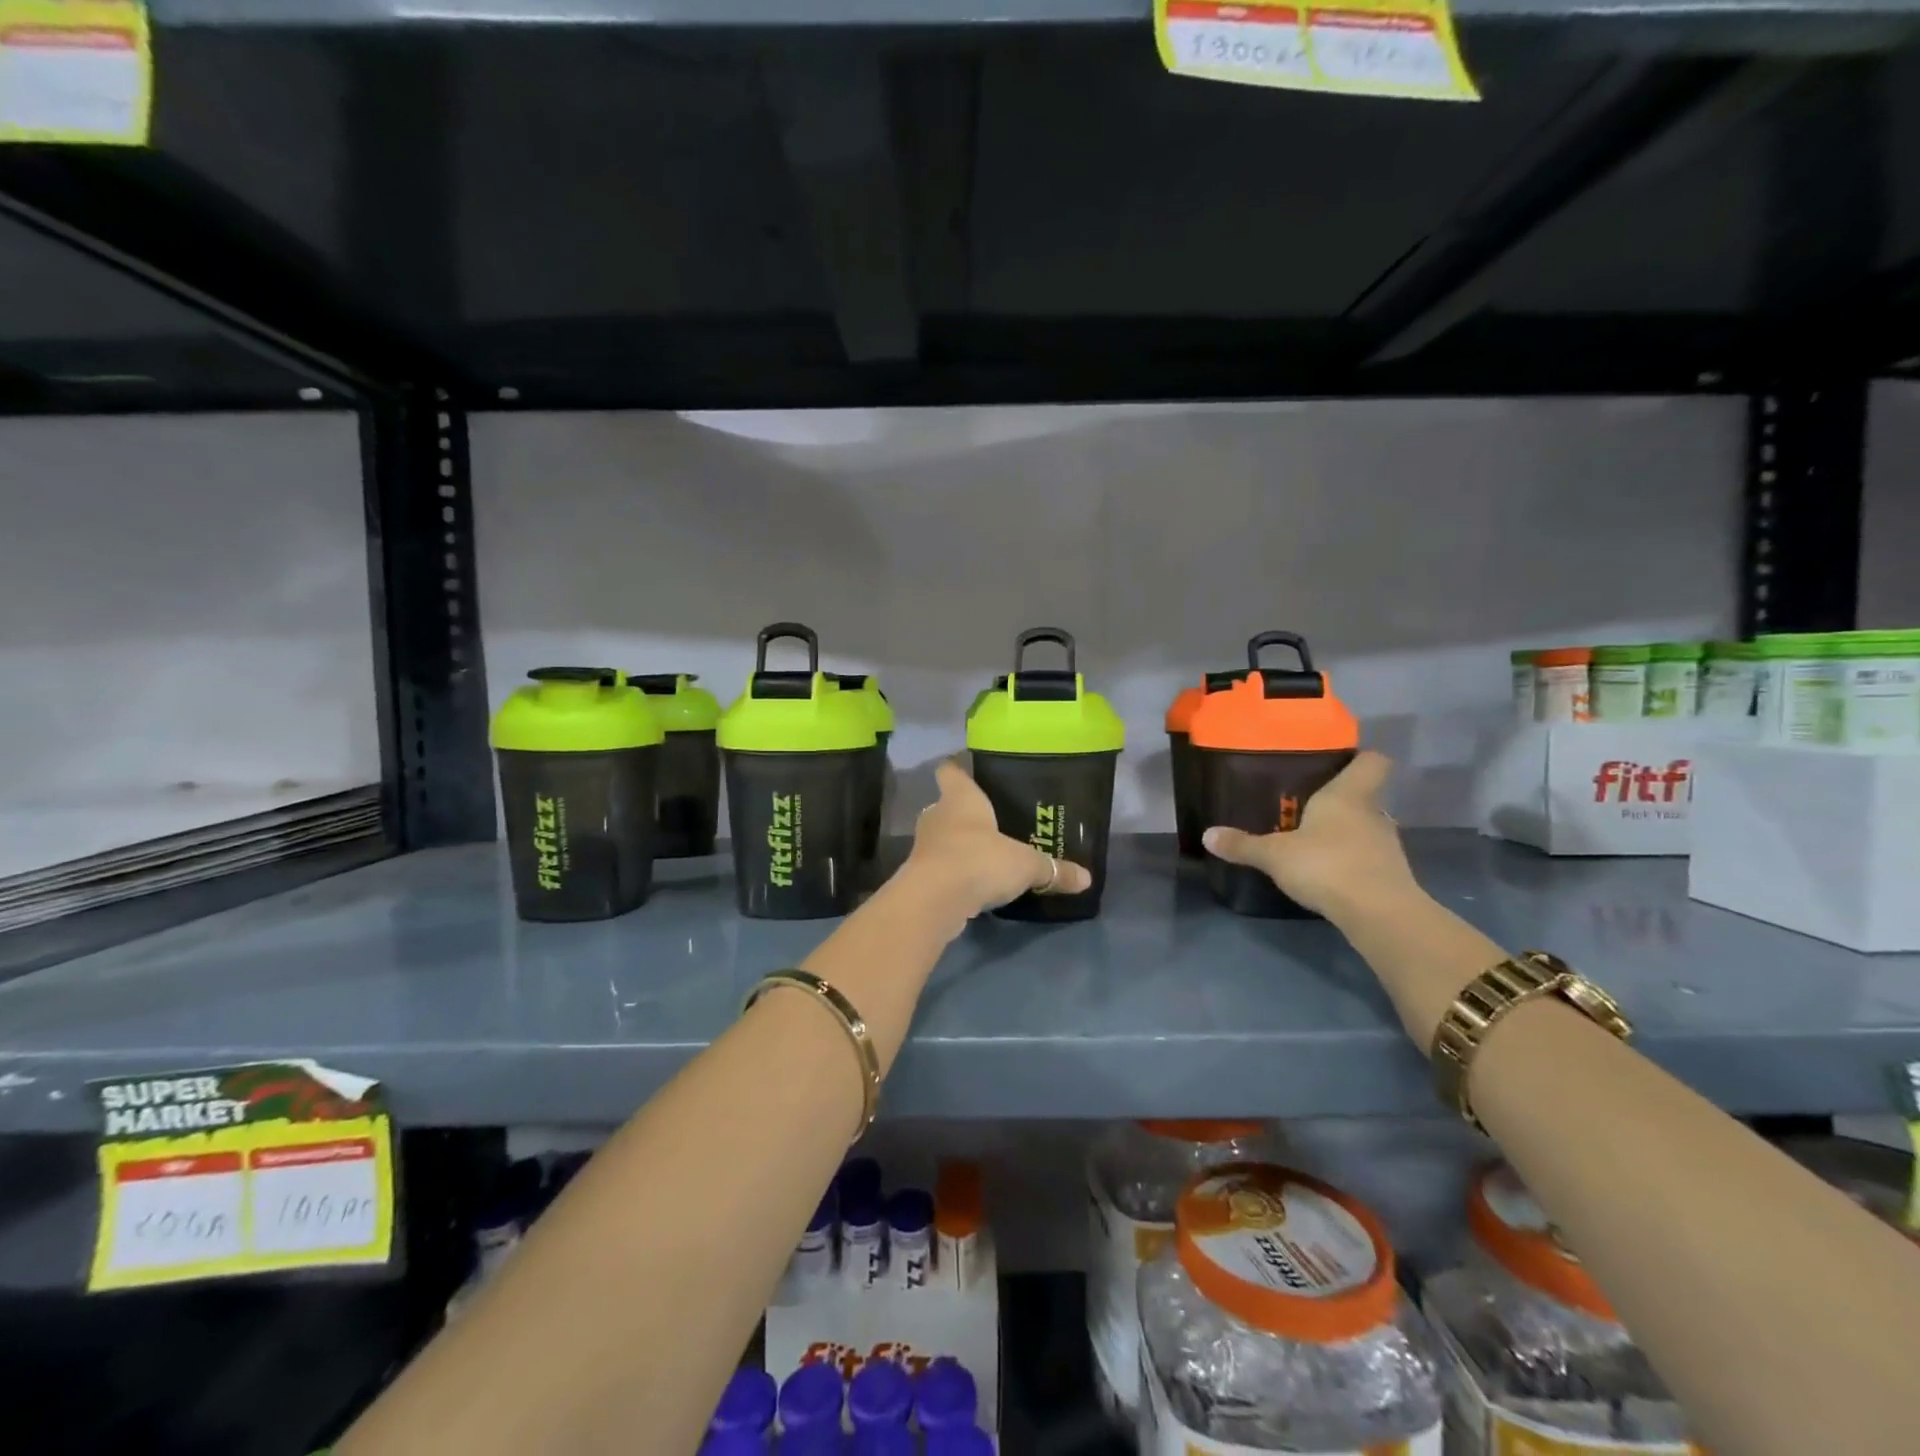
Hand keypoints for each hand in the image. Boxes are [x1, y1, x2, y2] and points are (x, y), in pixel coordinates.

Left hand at [905, 760, 1092, 916]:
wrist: (935, 900)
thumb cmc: (979, 860)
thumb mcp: (1026, 865)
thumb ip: (1054, 870)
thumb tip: (1087, 878)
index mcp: (961, 798)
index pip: (950, 771)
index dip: (957, 768)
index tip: (967, 769)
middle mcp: (938, 815)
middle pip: (946, 805)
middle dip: (964, 813)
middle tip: (990, 820)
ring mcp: (925, 846)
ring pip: (942, 837)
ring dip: (958, 845)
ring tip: (985, 854)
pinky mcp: (920, 875)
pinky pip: (941, 866)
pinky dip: (954, 872)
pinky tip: (974, 883)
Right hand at [1201, 751, 1416, 919]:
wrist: (1379, 914)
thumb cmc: (1326, 865)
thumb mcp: (1274, 855)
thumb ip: (1243, 845)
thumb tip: (1207, 835)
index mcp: (1348, 795)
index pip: (1372, 761)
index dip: (1359, 757)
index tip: (1338, 761)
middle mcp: (1372, 813)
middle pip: (1364, 796)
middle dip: (1339, 800)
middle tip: (1306, 806)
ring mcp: (1387, 845)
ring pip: (1365, 828)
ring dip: (1345, 833)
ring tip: (1313, 842)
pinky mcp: (1391, 875)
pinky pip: (1368, 857)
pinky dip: (1351, 861)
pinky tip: (1327, 873)